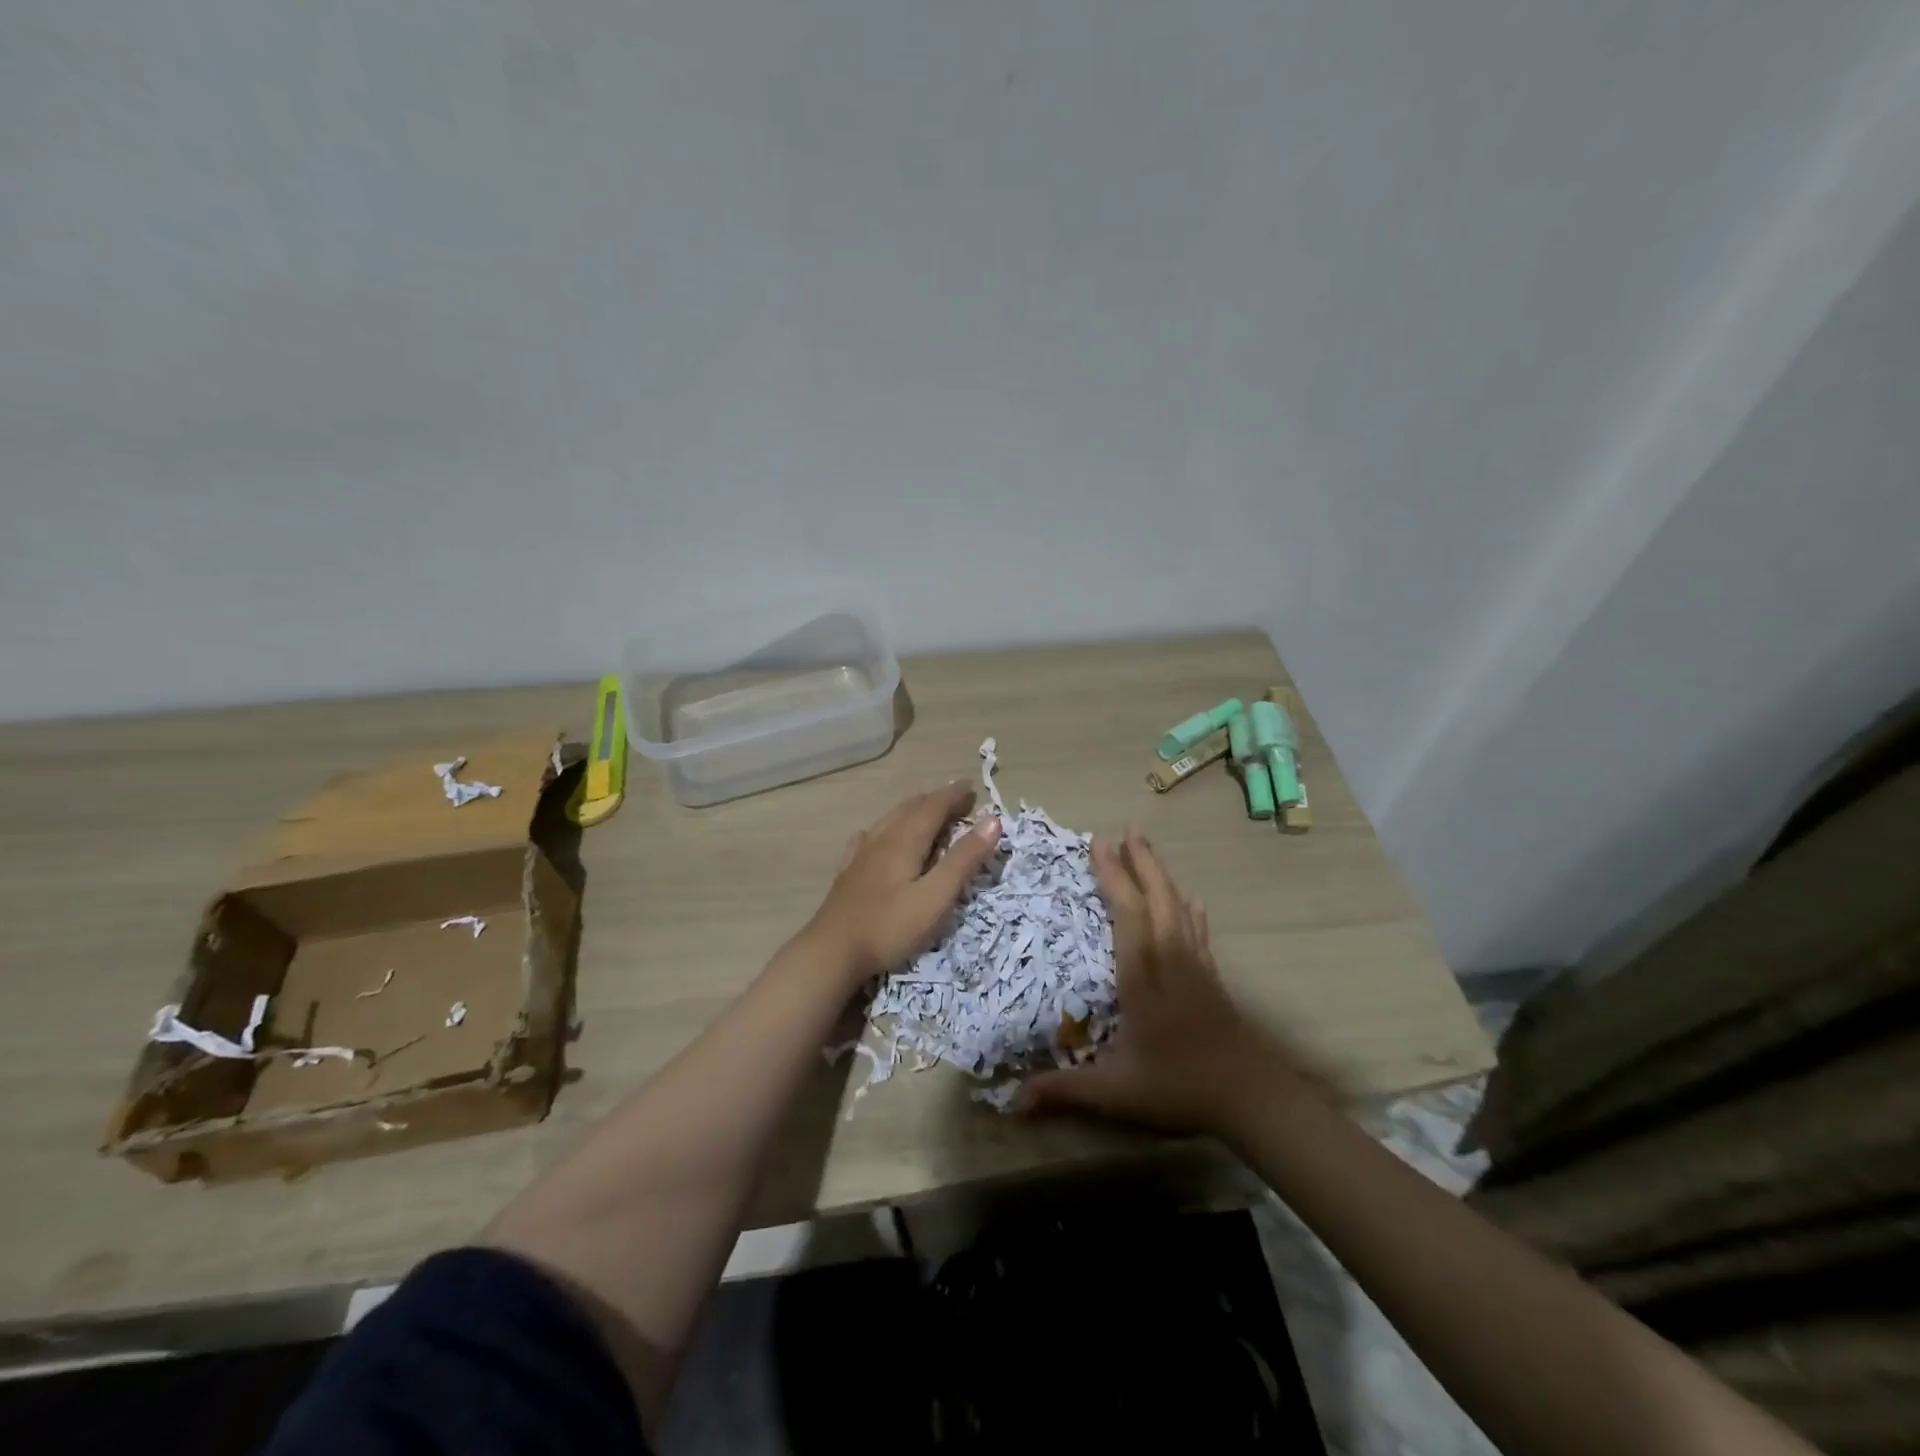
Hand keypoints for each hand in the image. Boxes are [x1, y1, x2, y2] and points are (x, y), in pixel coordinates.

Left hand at [802, 784, 1002, 986]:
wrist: (831, 953)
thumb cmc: (890, 926)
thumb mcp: (936, 897)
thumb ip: (964, 859)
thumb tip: (992, 820)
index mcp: (905, 840)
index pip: (933, 807)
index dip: (954, 796)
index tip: (972, 787)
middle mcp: (881, 839)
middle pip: (911, 809)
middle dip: (936, 800)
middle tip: (957, 800)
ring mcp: (860, 856)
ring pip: (889, 820)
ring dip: (912, 811)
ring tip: (925, 812)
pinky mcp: (848, 874)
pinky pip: (868, 838)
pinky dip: (885, 830)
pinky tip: (875, 836)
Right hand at [1022, 827, 1314, 1135]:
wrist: (1252, 1097)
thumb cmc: (1179, 1087)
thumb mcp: (1116, 1092)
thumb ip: (1066, 1090)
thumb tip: (1013, 1099)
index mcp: (1143, 974)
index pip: (1126, 912)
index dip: (1112, 876)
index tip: (1098, 844)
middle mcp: (1170, 957)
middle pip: (1156, 897)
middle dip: (1140, 861)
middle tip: (1127, 829)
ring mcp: (1195, 964)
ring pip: (1179, 907)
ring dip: (1162, 875)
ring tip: (1148, 850)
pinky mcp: (1212, 976)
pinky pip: (1198, 929)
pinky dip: (1189, 908)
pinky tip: (1191, 901)